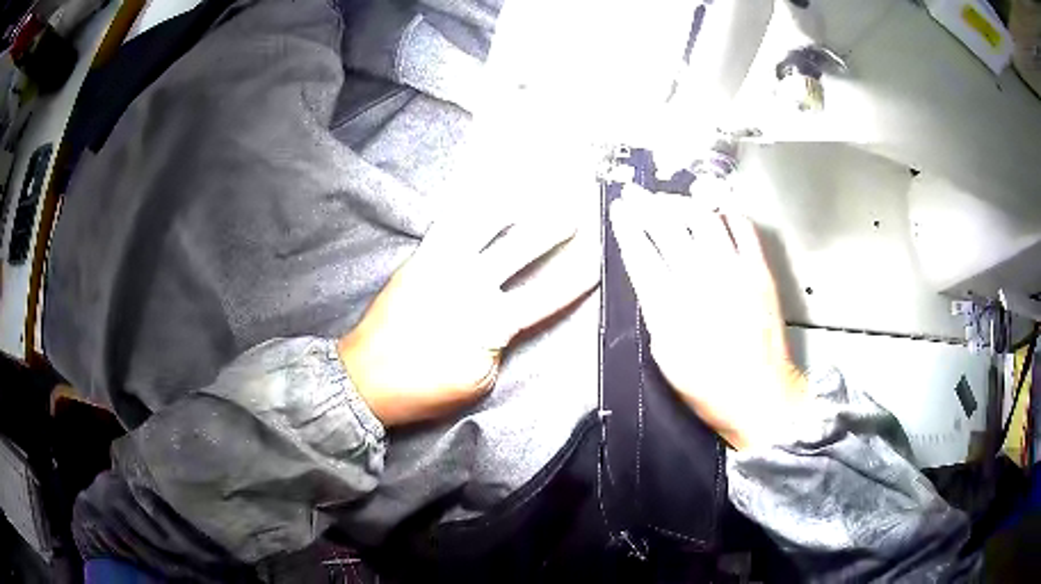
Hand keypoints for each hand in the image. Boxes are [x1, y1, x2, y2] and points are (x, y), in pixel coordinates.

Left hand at [339, 207, 598, 426]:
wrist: (366, 378)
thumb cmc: (425, 389)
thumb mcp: (478, 382)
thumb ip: (498, 347)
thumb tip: (505, 322)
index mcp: (491, 323)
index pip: (546, 297)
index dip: (575, 279)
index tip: (598, 261)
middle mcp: (470, 285)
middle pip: (520, 249)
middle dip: (551, 229)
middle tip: (574, 212)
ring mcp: (442, 266)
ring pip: (482, 224)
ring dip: (511, 204)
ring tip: (530, 188)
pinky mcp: (420, 259)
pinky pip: (447, 224)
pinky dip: (467, 205)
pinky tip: (479, 193)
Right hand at [609, 185, 805, 449]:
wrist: (761, 397)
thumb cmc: (709, 387)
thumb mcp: (667, 359)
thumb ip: (656, 314)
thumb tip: (651, 280)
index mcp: (671, 309)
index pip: (641, 254)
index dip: (627, 227)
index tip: (619, 210)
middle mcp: (701, 283)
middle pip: (668, 228)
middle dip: (648, 205)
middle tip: (638, 194)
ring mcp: (735, 273)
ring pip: (704, 220)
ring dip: (683, 203)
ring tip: (672, 200)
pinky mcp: (760, 272)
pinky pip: (743, 229)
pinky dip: (727, 214)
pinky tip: (716, 211)